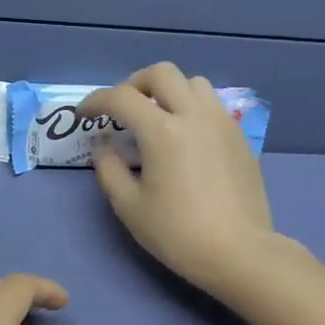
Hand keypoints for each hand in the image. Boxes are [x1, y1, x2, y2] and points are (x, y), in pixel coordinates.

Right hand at [79, 62, 276, 295]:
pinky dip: (191, 108)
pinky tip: (185, 138)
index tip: (85, 115)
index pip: (122, 97)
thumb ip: (109, 169)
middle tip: (123, 109)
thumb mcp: (129, 207)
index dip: (97, 101)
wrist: (237, 251)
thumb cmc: (177, 233)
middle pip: (162, 73)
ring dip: (168, 91)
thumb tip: (103, 144)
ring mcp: (222, 123)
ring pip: (193, 83)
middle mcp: (194, 115)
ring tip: (157, 118)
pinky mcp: (239, 137)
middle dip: (135, 84)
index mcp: (162, 131)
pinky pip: (212, 106)